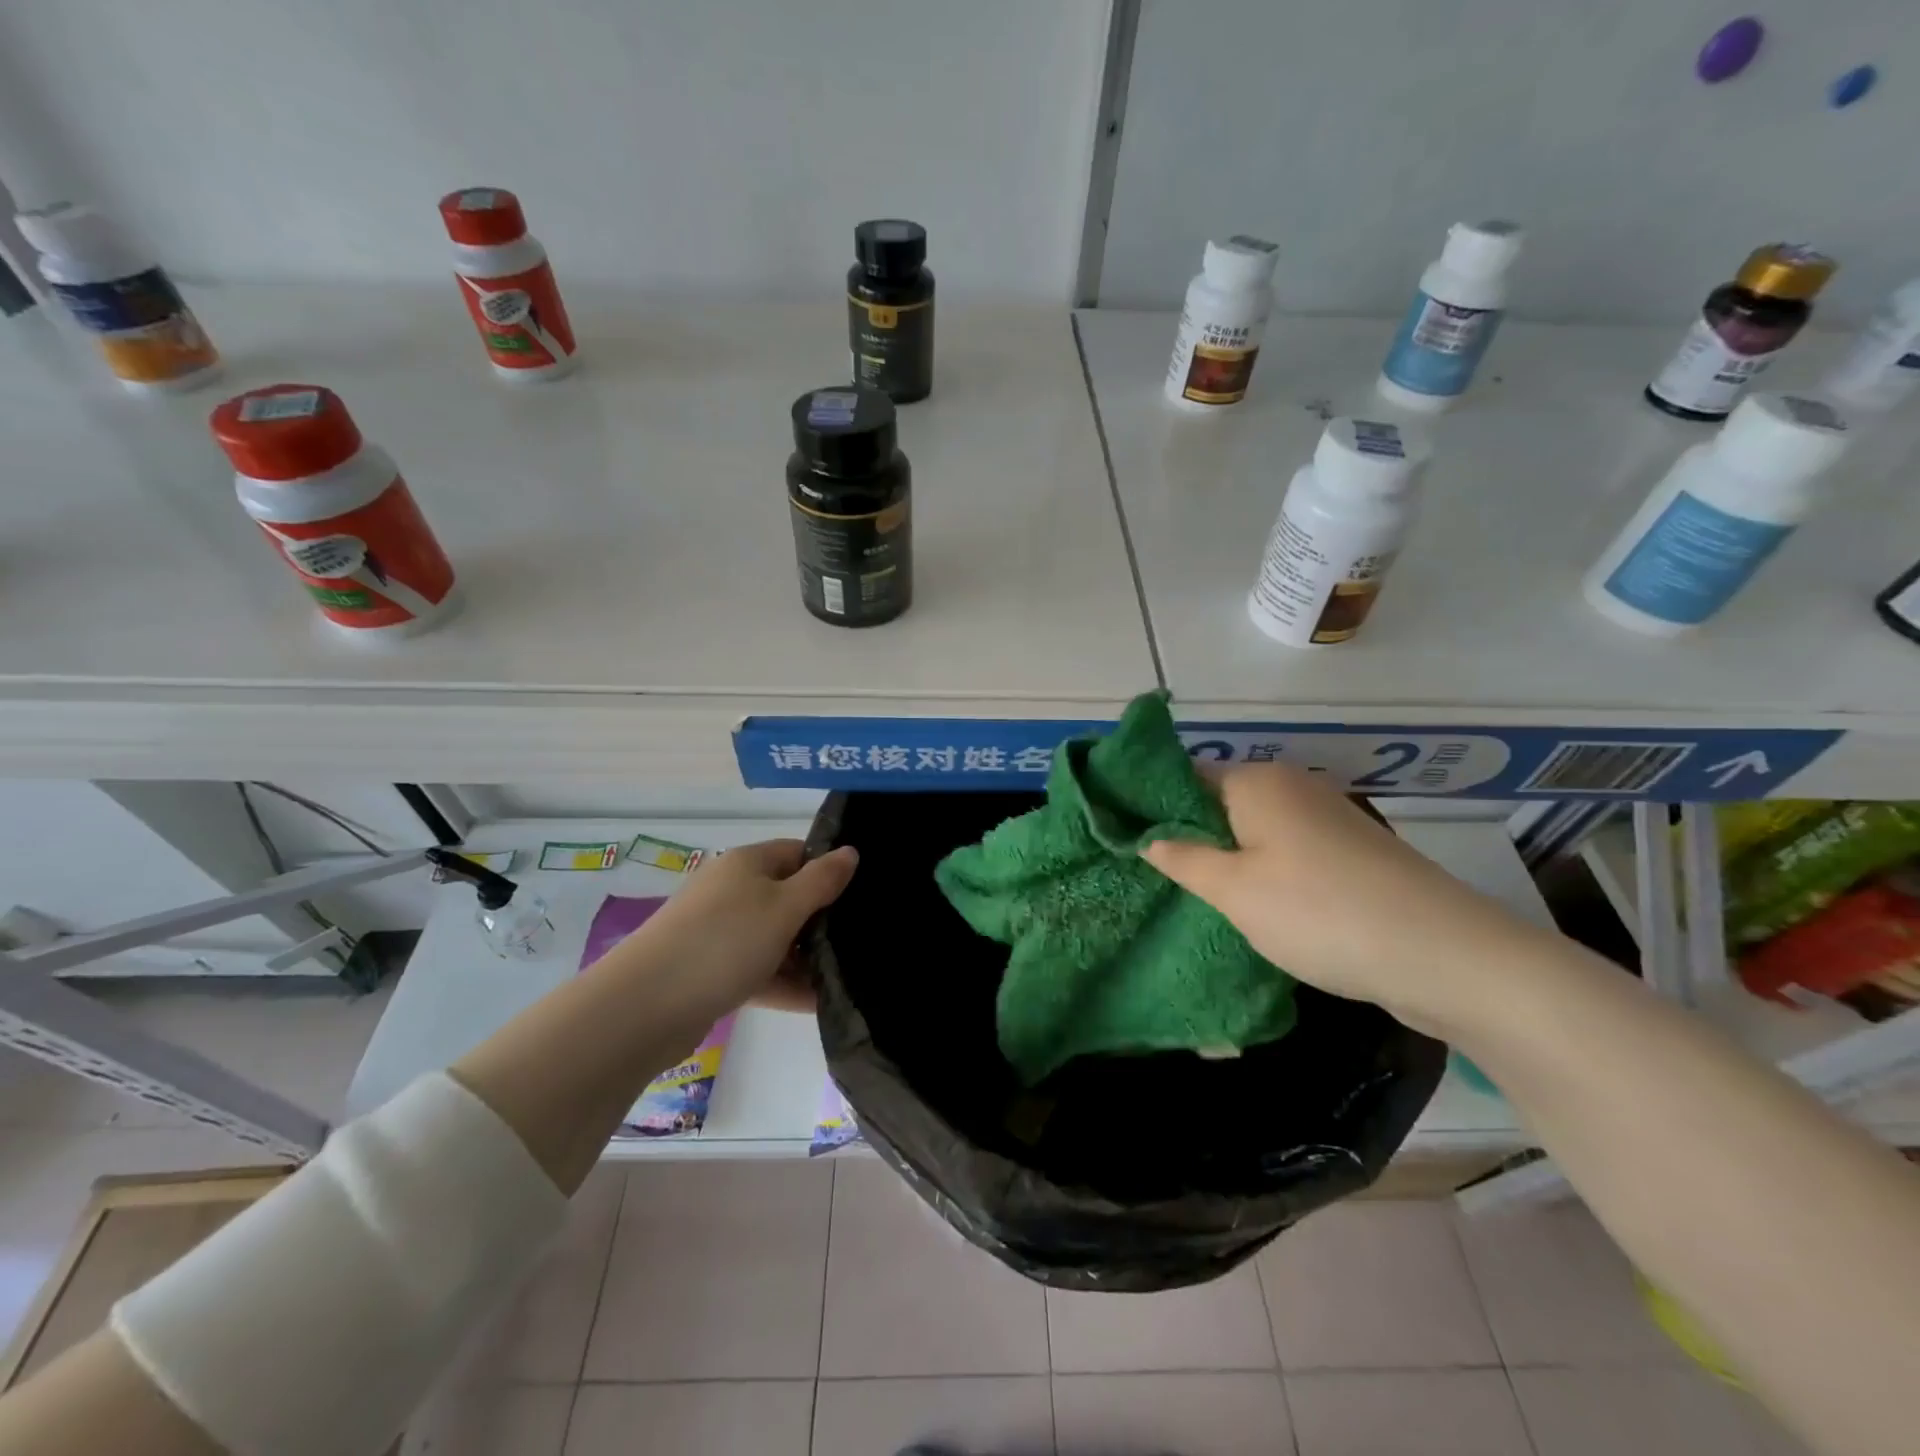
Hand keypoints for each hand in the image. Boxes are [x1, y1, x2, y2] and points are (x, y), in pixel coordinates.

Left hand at [621, 839, 858, 1024]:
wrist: (644, 1006)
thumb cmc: (724, 942)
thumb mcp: (784, 907)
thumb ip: (822, 880)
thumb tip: (850, 851)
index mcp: (747, 863)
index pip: (798, 853)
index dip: (829, 869)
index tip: (861, 896)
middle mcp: (730, 890)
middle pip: (787, 896)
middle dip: (821, 919)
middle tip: (858, 941)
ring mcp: (717, 932)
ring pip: (773, 937)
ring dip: (805, 957)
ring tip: (845, 978)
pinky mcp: (709, 970)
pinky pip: (756, 970)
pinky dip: (783, 983)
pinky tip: (816, 1003)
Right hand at [1141, 763, 1537, 1034]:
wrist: (1445, 955)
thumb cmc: (1320, 912)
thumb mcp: (1234, 891)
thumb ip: (1182, 860)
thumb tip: (1146, 838)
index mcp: (1257, 781)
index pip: (1184, 776)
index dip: (1151, 805)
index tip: (1122, 838)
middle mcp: (1292, 787)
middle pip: (1219, 802)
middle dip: (1186, 835)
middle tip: (1151, 875)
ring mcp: (1326, 818)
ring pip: (1253, 830)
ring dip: (1224, 857)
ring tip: (1190, 895)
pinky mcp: (1350, 852)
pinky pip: (1286, 851)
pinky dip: (1261, 871)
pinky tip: (1249, 905)